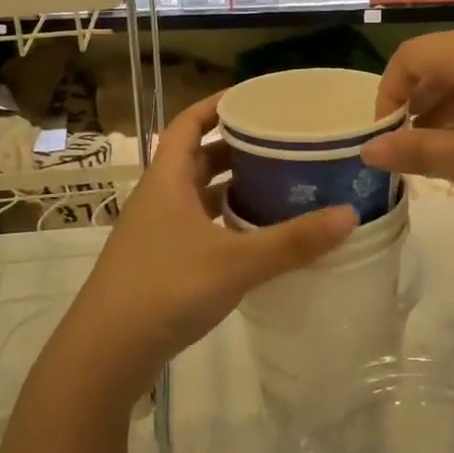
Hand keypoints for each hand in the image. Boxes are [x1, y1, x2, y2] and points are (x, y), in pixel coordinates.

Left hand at [54, 94, 356, 404]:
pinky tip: (255, 235)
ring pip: (198, 194)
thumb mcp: (235, 262)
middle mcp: (159, 198)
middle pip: (198, 157)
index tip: (255, 98)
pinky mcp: (160, 263)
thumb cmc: (165, 289)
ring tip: (276, 182)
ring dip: (231, 186)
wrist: (104, 355)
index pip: (189, 123)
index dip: (218, 104)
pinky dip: (225, 221)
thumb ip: (292, 242)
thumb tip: (348, 215)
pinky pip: (198, 226)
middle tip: (280, 142)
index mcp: (167, 179)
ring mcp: (156, 232)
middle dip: (236, 147)